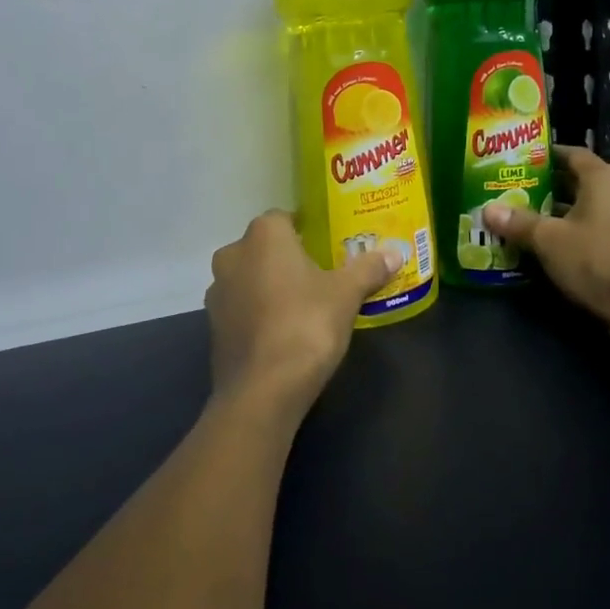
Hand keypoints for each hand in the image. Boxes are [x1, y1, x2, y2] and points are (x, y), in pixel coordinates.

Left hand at [205, 211, 401, 414]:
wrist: (262, 391)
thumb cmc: (306, 326)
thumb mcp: (347, 295)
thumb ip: (369, 268)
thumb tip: (396, 252)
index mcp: (264, 236)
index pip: (284, 217)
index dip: (306, 229)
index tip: (327, 245)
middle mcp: (233, 255)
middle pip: (264, 247)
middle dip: (287, 258)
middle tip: (319, 274)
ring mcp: (218, 292)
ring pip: (249, 277)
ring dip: (269, 285)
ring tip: (302, 304)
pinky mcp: (213, 326)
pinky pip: (240, 307)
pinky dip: (257, 312)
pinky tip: (281, 331)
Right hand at [481, 146, 609, 337]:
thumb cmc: (598, 259)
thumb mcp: (550, 240)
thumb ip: (519, 223)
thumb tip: (487, 210)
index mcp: (600, 178)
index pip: (570, 153)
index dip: (544, 155)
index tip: (516, 161)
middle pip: (576, 181)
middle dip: (544, 186)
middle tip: (511, 191)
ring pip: (584, 208)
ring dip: (556, 213)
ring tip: (522, 218)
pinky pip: (593, 229)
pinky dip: (571, 233)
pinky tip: (547, 246)